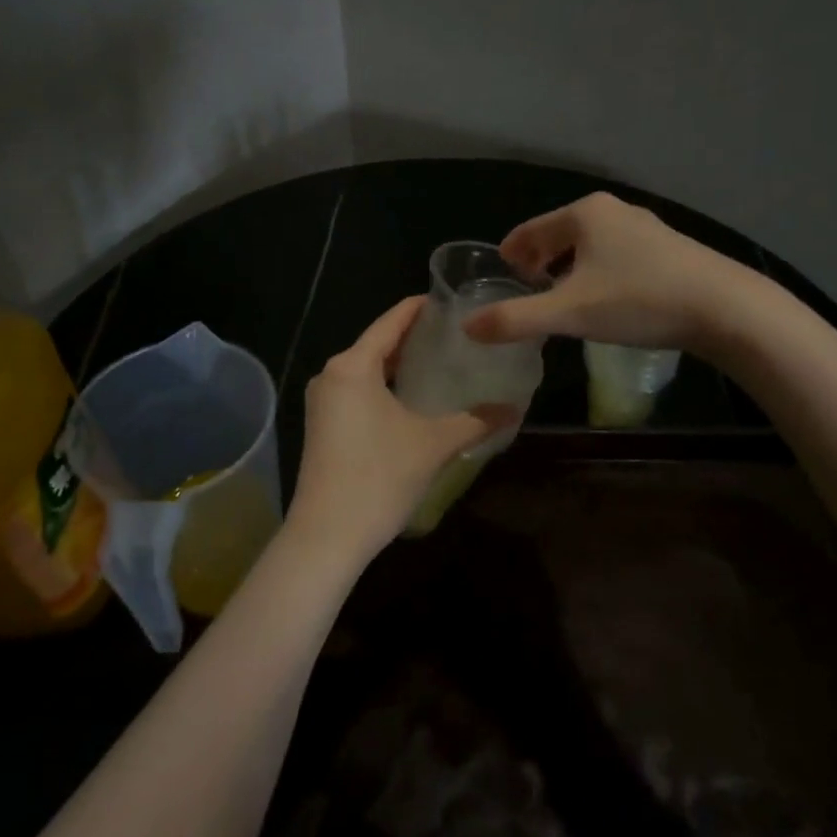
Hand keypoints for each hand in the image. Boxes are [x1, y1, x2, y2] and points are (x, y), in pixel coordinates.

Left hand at [287, 297, 515, 567]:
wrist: (327, 536)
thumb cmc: (379, 478)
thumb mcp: (433, 445)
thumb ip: (475, 421)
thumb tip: (514, 408)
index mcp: (353, 366)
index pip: (392, 321)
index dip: (421, 308)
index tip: (452, 300)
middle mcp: (332, 374)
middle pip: (378, 342)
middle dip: (414, 337)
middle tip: (457, 333)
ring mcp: (323, 401)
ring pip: (367, 368)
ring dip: (400, 363)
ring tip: (441, 361)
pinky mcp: (322, 425)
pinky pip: (357, 390)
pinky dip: (385, 385)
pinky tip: (412, 397)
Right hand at [465, 192, 747, 351]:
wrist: (725, 308)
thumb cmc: (639, 301)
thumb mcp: (570, 313)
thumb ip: (515, 319)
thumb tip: (467, 327)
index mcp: (584, 214)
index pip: (530, 230)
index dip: (511, 253)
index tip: (501, 276)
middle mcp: (613, 211)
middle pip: (559, 234)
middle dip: (539, 262)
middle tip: (527, 292)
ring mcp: (645, 227)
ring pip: (590, 245)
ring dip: (569, 269)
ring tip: (563, 299)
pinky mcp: (669, 248)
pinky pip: (616, 254)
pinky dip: (598, 272)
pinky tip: (607, 300)